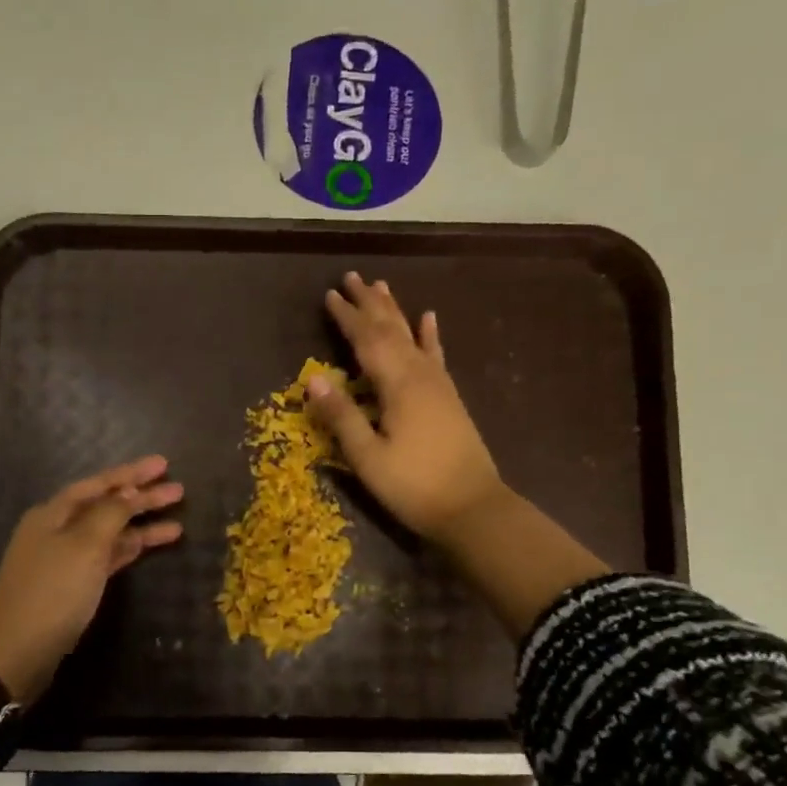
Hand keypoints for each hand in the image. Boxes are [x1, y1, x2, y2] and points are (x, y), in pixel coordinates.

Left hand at [0, 455, 183, 700]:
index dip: (131, 473)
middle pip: (105, 506)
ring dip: (141, 526)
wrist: (17, 652)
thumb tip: (129, 491)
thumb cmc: (52, 592)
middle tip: (179, 491)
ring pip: (109, 533)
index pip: (98, 484)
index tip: (164, 464)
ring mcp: (65, 559)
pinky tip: (152, 545)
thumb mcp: (84, 546)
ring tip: (178, 522)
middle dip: (141, 498)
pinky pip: (107, 557)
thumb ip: (110, 514)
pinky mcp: (73, 586)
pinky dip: (129, 550)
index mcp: (53, 513)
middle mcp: (57, 530)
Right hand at [308, 272, 506, 545]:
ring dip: (395, 311)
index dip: (347, 317)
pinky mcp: (449, 398)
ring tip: (382, 286)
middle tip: (352, 277)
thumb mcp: (368, 457)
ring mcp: (438, 385)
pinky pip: (435, 356)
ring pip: (412, 336)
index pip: (366, 341)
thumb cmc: (414, 486)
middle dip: (370, 304)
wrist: (473, 508)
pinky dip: (429, 335)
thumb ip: (341, 416)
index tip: (329, 294)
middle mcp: (419, 375)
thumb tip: (313, 378)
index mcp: (397, 386)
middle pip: (391, 329)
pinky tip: (429, 318)